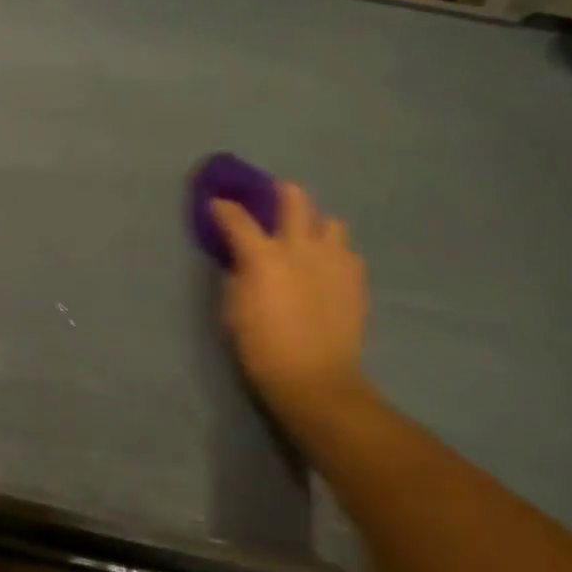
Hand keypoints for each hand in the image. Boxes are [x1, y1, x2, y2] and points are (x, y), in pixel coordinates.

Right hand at [211, 181, 371, 431]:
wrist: (315, 379)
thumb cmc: (262, 348)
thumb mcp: (234, 310)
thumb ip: (238, 276)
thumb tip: (242, 260)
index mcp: (264, 256)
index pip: (237, 218)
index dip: (223, 207)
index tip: (216, 203)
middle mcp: (301, 247)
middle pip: (294, 198)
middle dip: (279, 192)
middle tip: (271, 200)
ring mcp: (334, 260)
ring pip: (330, 221)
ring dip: (315, 225)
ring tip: (308, 240)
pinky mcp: (356, 278)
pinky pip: (347, 252)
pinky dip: (334, 254)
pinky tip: (327, 270)